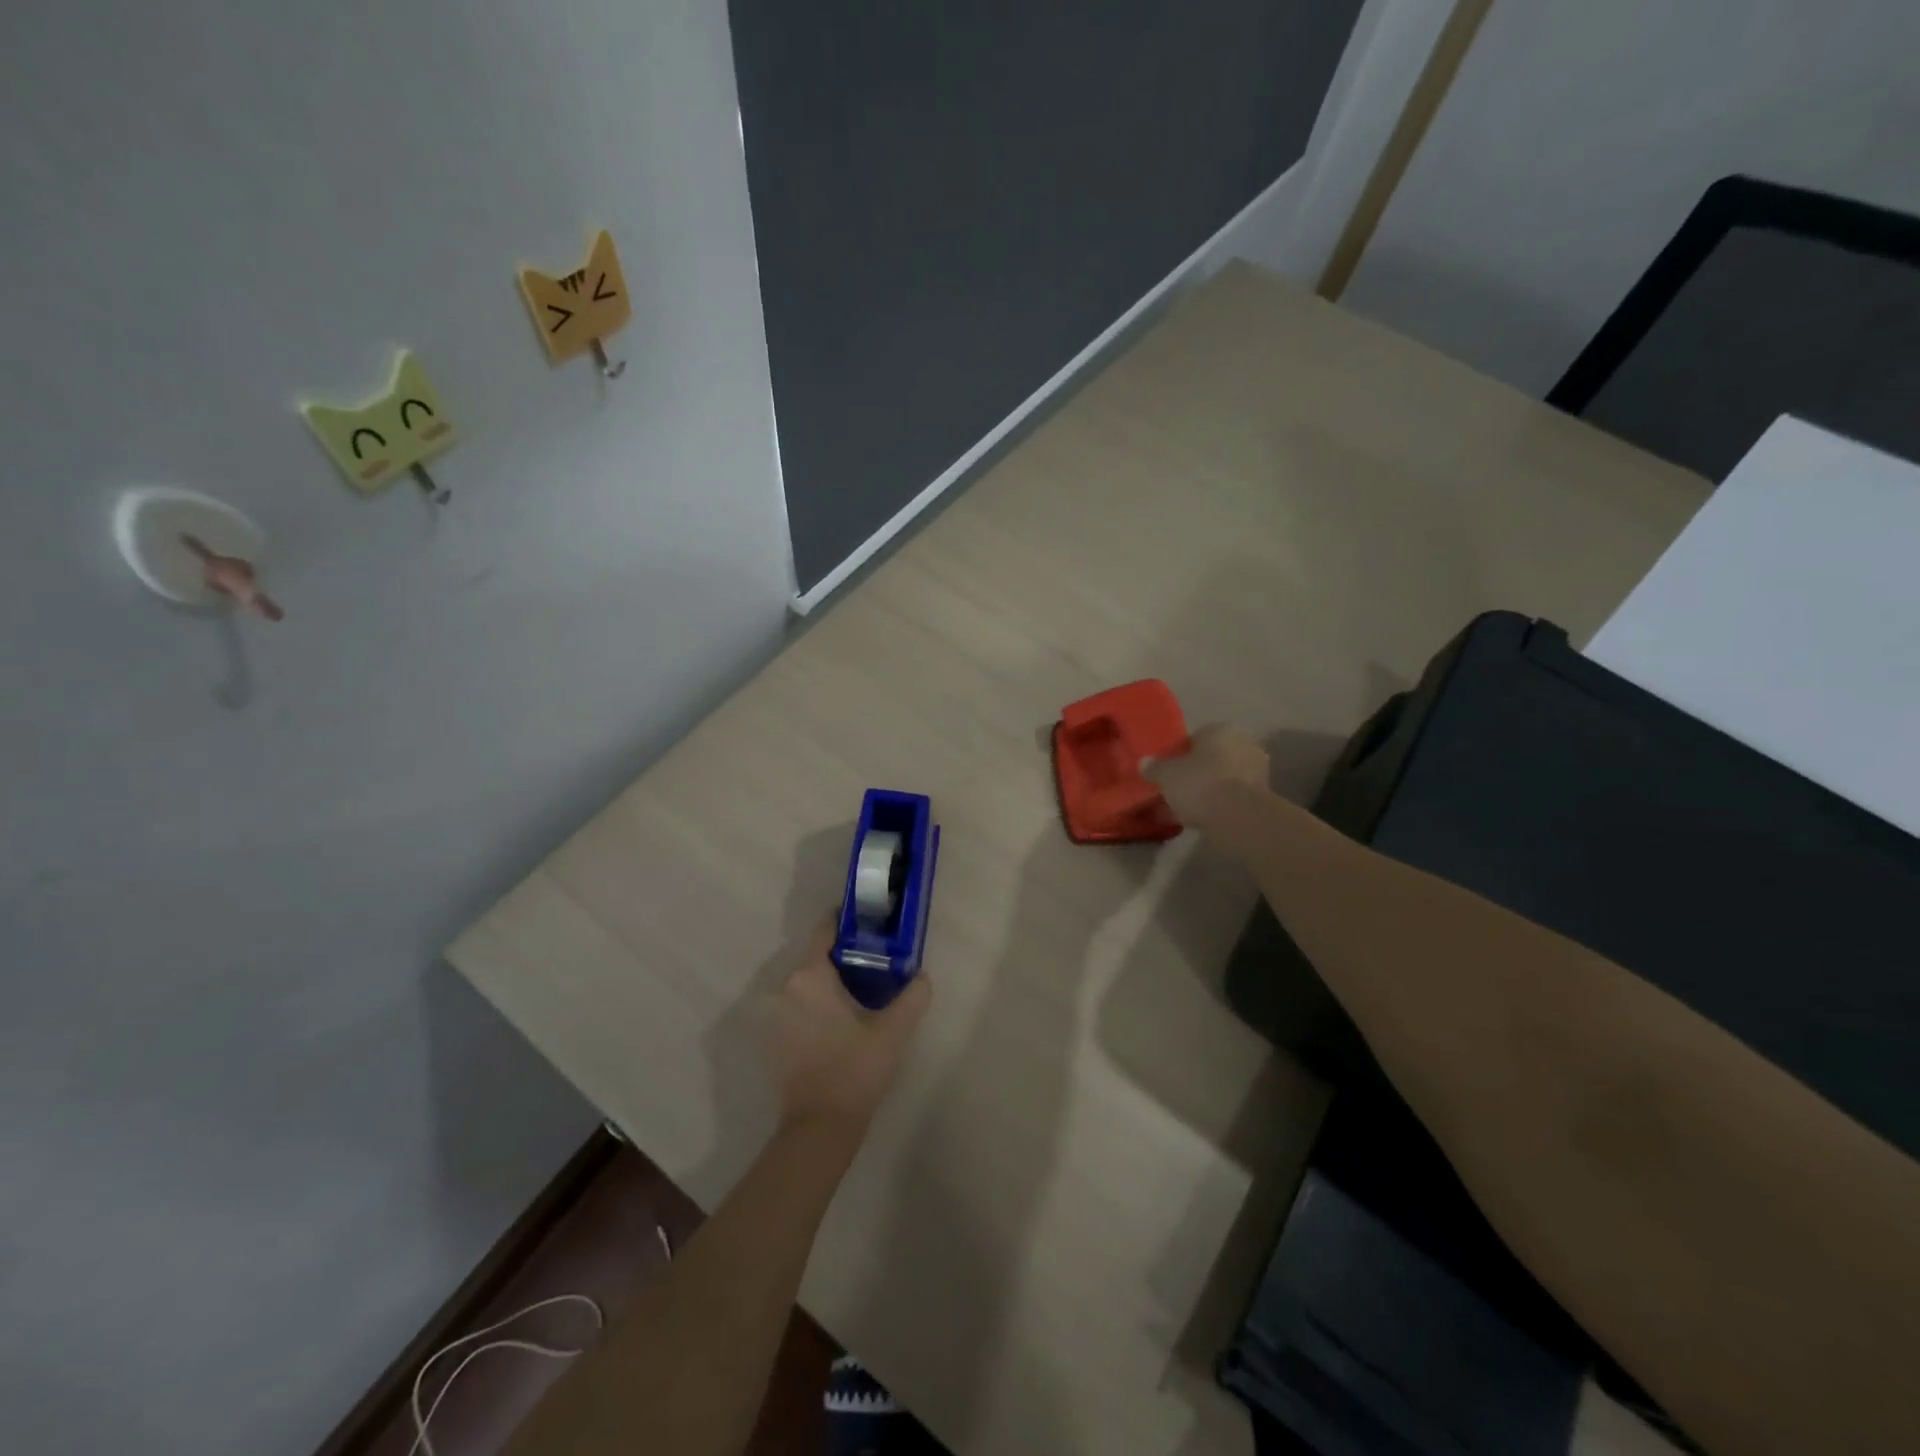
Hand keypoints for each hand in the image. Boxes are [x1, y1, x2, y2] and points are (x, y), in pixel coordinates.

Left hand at [767, 918, 931, 1135]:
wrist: (819, 1128)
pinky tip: (841, 1021)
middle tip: (876, 961)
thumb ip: (913, 997)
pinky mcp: (773, 1040)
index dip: (845, 921)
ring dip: (829, 984)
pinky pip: (798, 1007)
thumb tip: (922, 976)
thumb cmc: (855, 1070)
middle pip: (816, 959)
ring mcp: (775, 1016)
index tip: (868, 920)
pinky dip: (816, 1006)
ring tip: (861, 992)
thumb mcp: (894, 1031)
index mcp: (810, 977)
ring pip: (806, 985)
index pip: (824, 932)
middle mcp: (786, 989)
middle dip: (843, 956)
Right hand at [1143, 724, 1269, 833]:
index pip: (1196, 737)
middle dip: (1195, 772)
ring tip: (1185, 809)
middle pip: (1211, 758)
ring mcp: (1257, 771)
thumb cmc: (1201, 784)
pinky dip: (1217, 806)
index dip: (1180, 754)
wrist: (1240, 818)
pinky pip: (1231, 798)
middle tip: (1176, 789)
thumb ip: (1155, 767)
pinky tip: (1200, 819)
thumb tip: (1144, 762)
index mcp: (1221, 730)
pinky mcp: (1262, 797)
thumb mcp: (1167, 775)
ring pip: (1222, 779)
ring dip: (1207, 791)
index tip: (1168, 770)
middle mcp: (1243, 744)